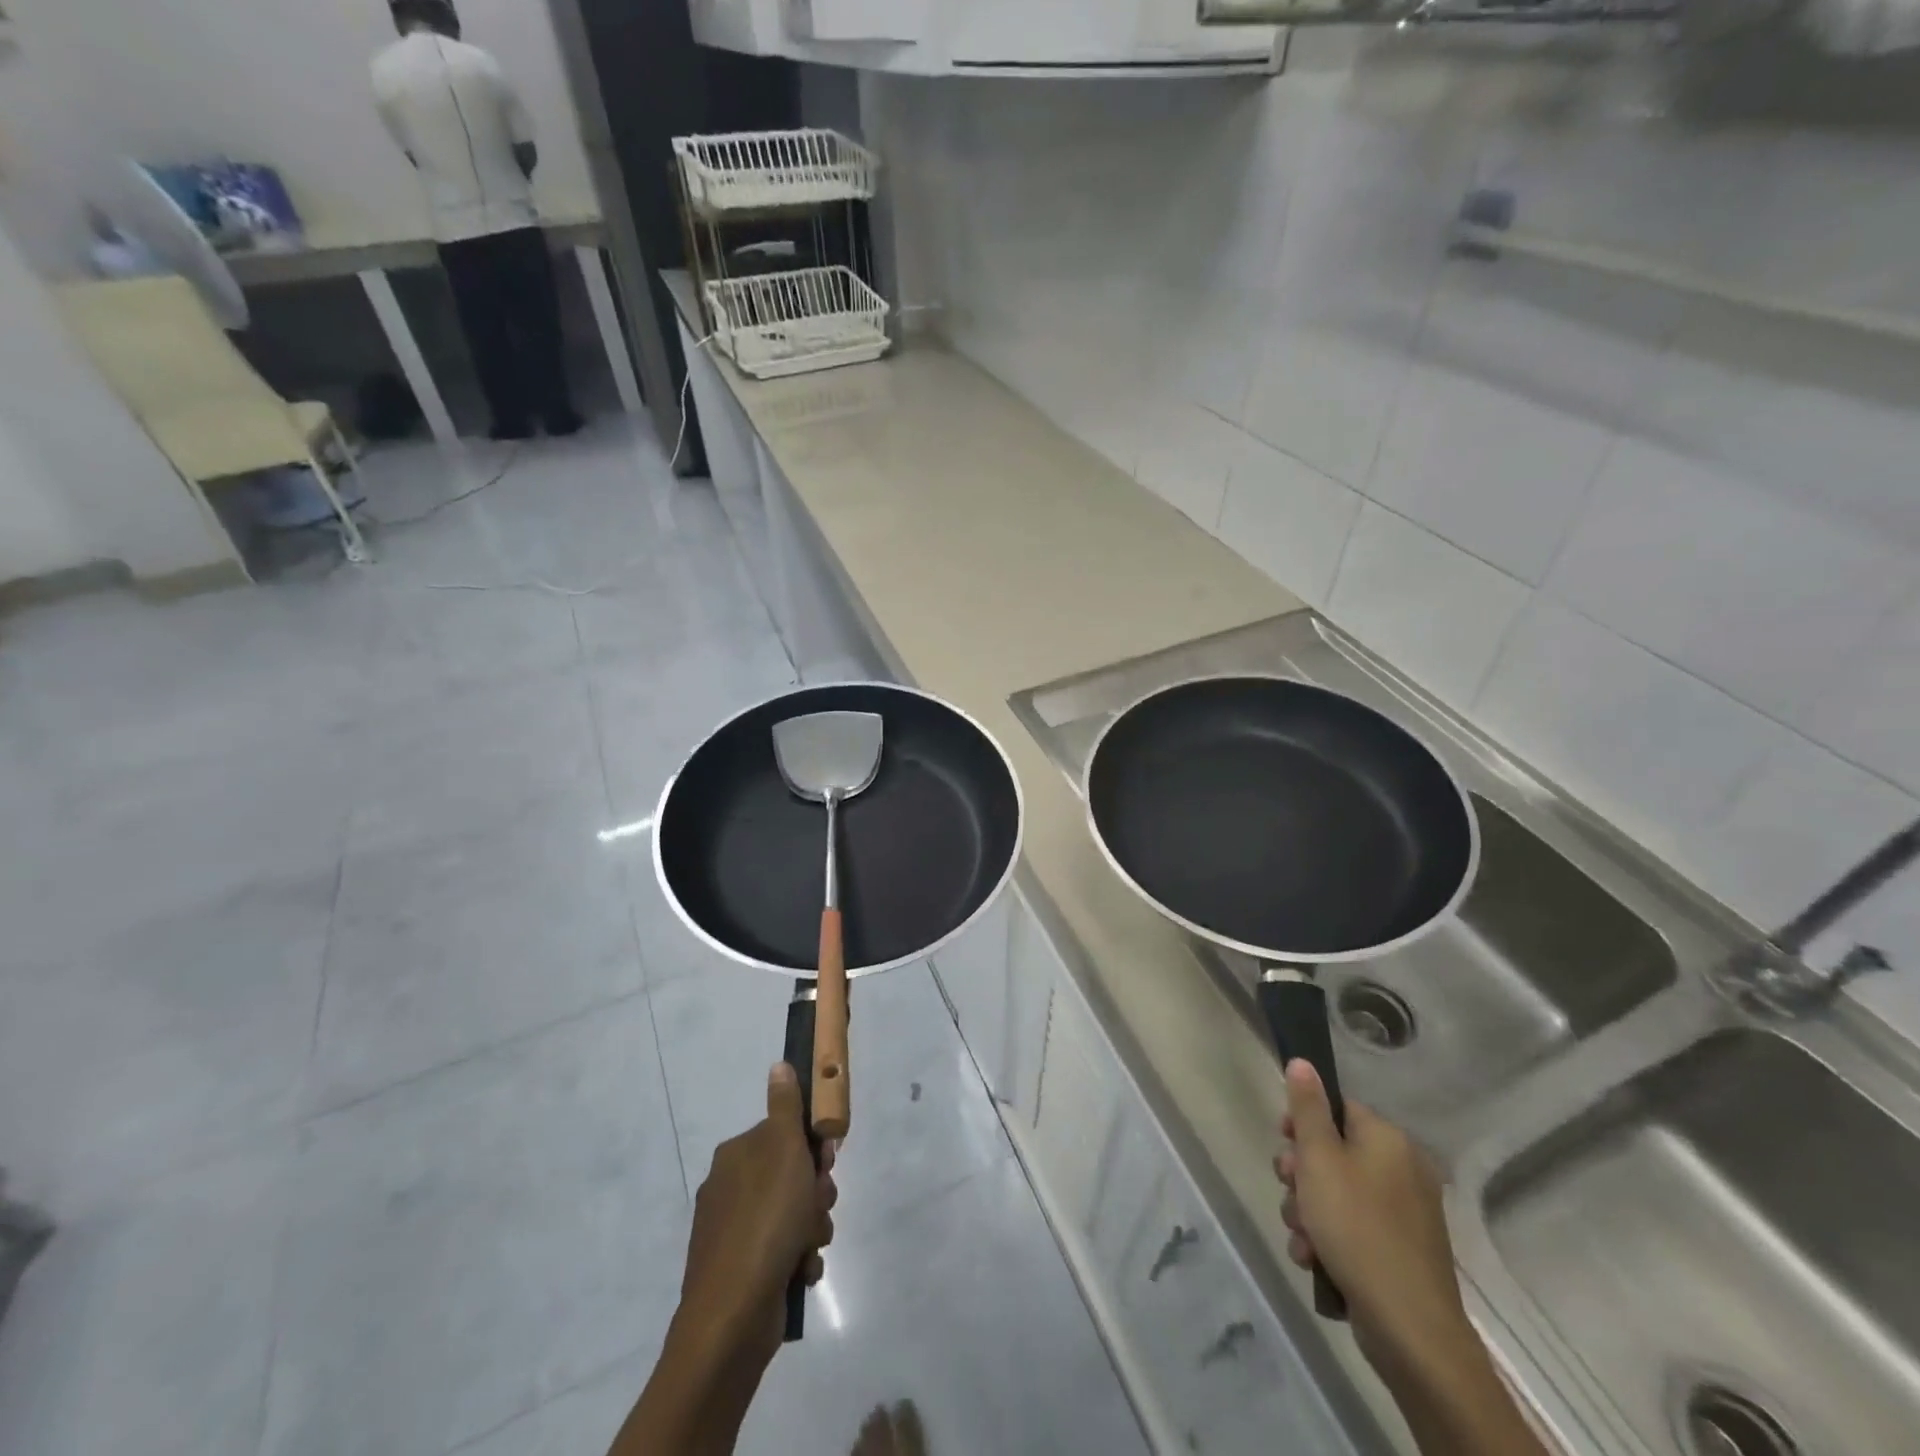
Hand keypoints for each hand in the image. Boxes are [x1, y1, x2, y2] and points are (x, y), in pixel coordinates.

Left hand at [677, 1062, 837, 1373]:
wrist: (732, 1317)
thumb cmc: (765, 1221)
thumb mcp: (784, 1151)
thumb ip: (785, 1107)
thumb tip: (778, 1065)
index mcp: (737, 1155)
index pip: (786, 1136)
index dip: (813, 1149)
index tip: (825, 1165)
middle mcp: (731, 1188)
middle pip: (793, 1176)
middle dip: (815, 1194)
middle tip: (817, 1208)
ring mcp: (734, 1232)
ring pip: (793, 1215)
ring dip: (812, 1228)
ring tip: (808, 1247)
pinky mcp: (741, 1271)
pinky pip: (783, 1251)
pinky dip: (797, 1260)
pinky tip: (799, 1273)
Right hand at [1274, 1060, 1467, 1382]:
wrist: (1409, 1328)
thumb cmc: (1356, 1227)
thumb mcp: (1319, 1158)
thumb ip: (1307, 1108)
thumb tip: (1302, 1061)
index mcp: (1388, 1140)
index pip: (1337, 1109)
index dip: (1302, 1123)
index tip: (1283, 1143)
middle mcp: (1402, 1169)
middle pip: (1333, 1152)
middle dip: (1300, 1175)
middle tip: (1290, 1191)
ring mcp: (1405, 1214)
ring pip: (1336, 1194)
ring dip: (1307, 1211)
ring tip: (1302, 1236)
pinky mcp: (1400, 1251)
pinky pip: (1352, 1228)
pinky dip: (1329, 1238)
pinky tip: (1314, 1259)